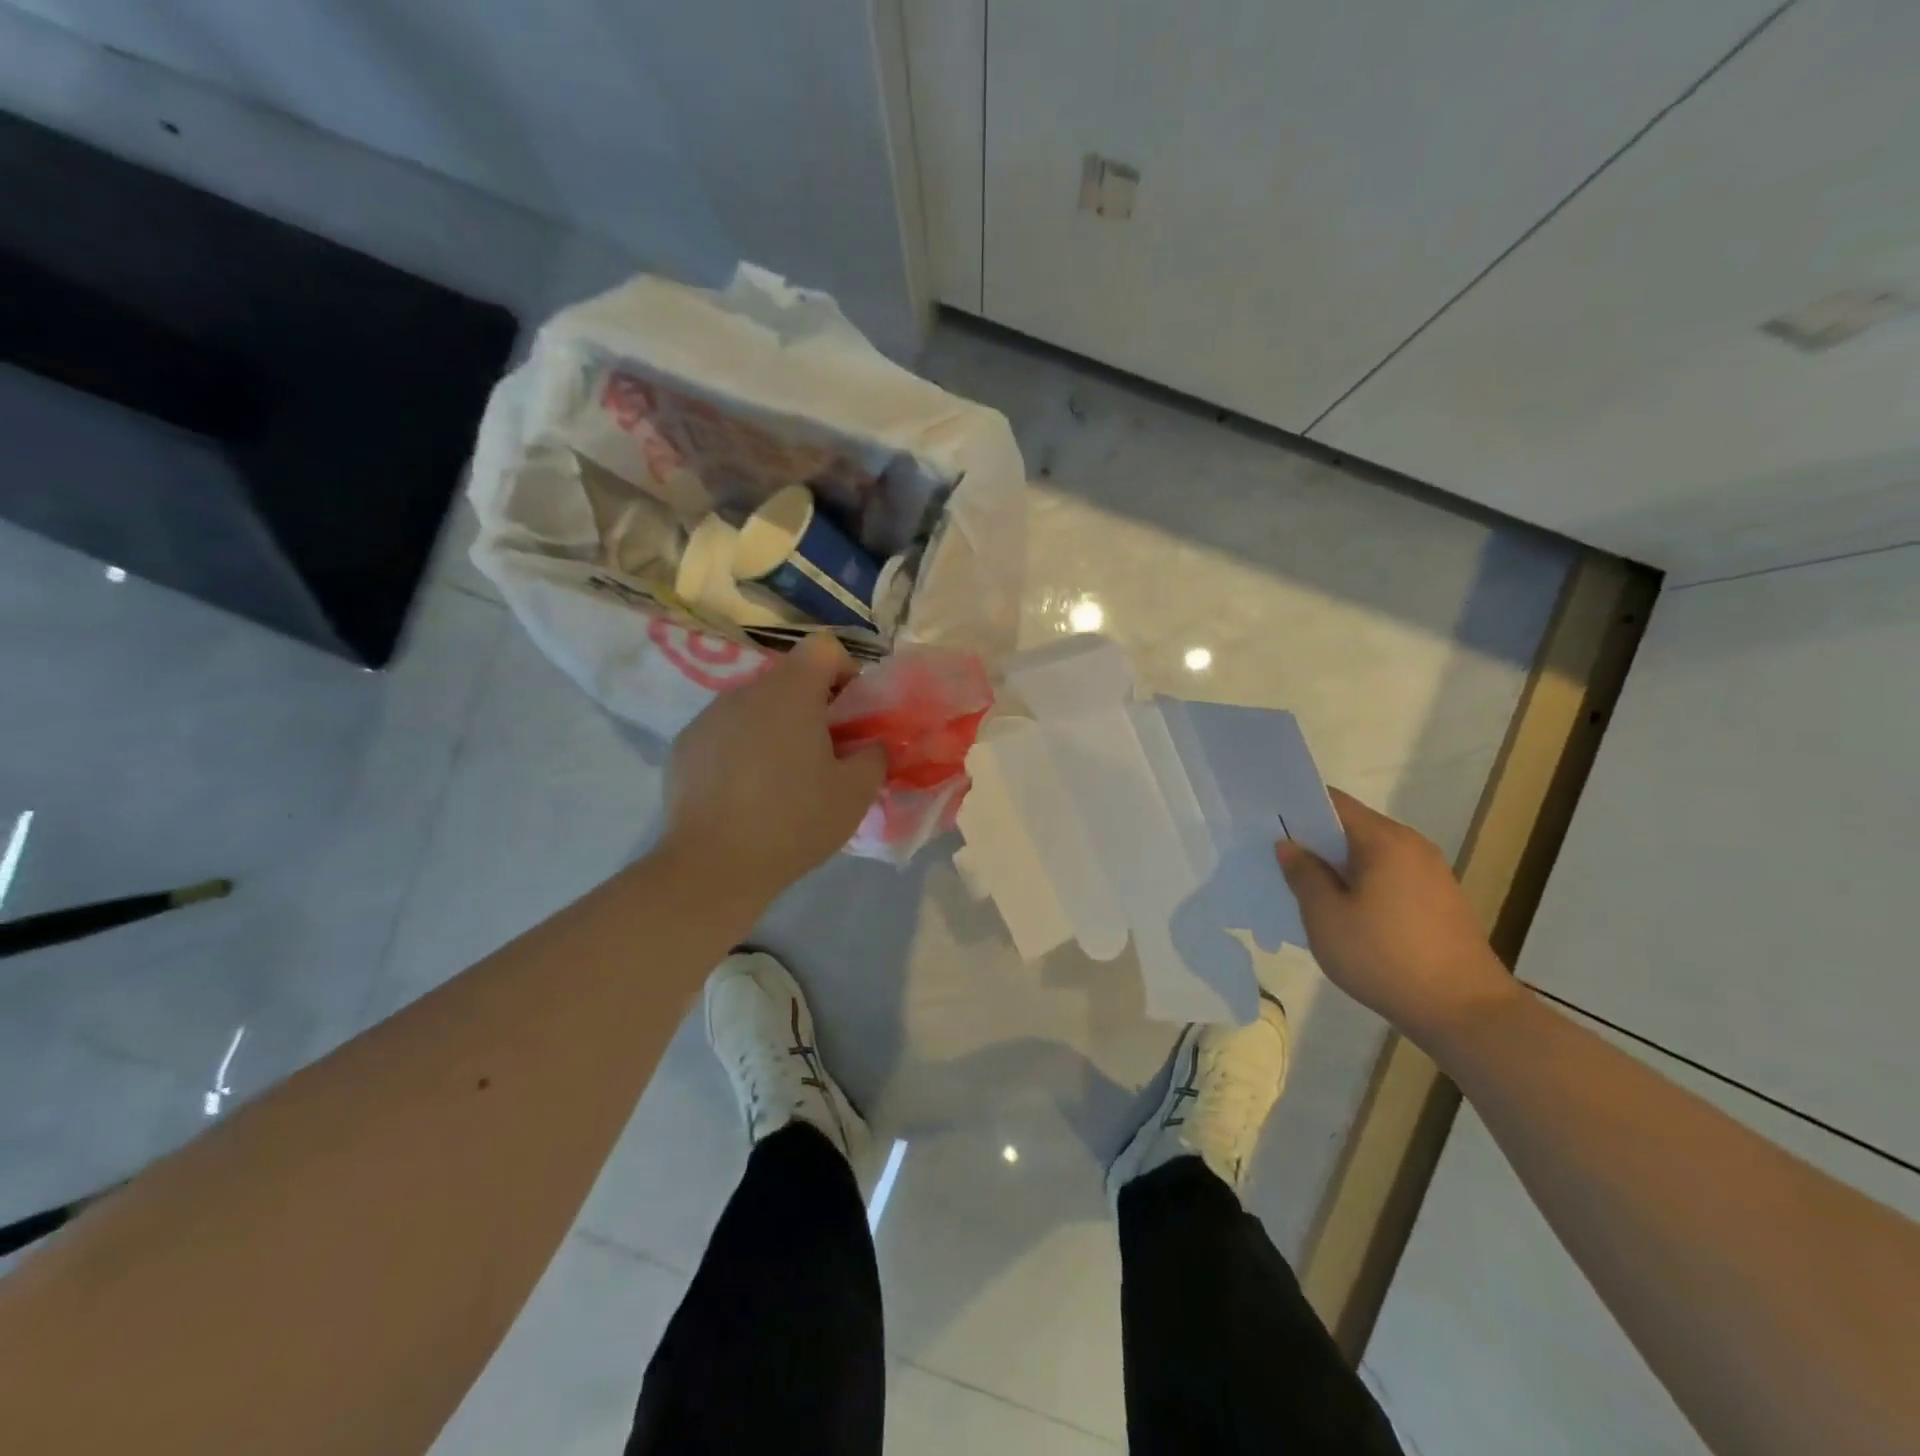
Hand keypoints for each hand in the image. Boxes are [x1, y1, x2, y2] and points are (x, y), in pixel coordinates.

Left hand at [660, 635, 885, 903]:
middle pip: (789, 680)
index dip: (845, 672)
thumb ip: (875, 755)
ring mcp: (708, 717)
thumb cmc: (794, 821)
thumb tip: (871, 744)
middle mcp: (744, 691)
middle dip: (812, 707)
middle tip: (823, 755)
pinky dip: (742, 749)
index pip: (823, 648)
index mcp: (789, 692)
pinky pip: (725, 733)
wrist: (713, 866)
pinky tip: (744, 794)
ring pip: (755, 707)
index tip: (850, 716)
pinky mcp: (683, 746)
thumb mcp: (856, 792)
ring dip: (775, 728)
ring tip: (781, 779)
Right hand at [1276, 788, 1518, 1047]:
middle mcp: (1411, 845)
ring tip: (1306, 889)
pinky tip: (1345, 911)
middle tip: (1277, 859)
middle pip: (1352, 826)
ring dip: (1338, 864)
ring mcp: (1431, 872)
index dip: (1296, 808)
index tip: (1266, 823)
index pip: (1332, 803)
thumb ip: (1304, 875)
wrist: (1466, 1012)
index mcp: (1384, 840)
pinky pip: (1389, 875)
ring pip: (1371, 853)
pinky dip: (1363, 882)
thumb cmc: (1385, 958)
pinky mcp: (1440, 899)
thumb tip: (1288, 845)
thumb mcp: (1326, 918)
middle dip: (1315, 839)